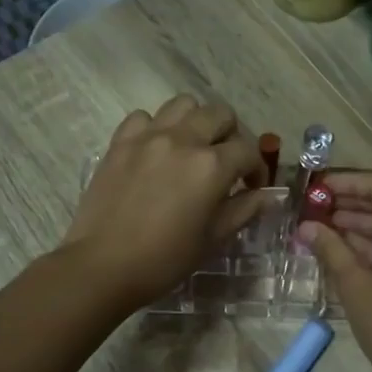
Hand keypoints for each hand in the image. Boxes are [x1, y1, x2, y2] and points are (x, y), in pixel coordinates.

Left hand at [61, 95, 265, 313]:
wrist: (102, 266)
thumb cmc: (164, 259)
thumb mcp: (213, 238)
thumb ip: (244, 210)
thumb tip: (269, 196)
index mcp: (211, 166)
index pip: (248, 151)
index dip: (257, 169)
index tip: (252, 187)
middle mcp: (183, 140)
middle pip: (220, 114)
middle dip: (232, 135)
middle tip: (226, 162)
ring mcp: (148, 137)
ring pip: (183, 104)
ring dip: (195, 121)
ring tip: (192, 147)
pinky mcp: (120, 142)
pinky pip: (143, 117)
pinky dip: (155, 127)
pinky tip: (155, 151)